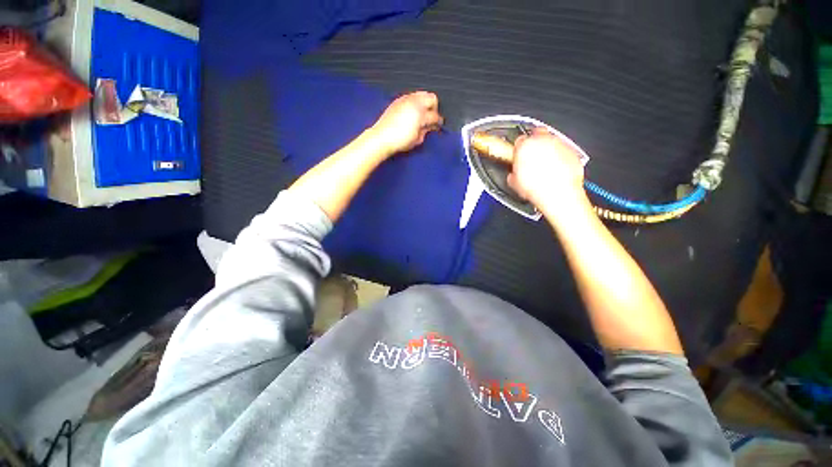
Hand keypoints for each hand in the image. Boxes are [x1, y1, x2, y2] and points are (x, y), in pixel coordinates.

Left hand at [370, 91, 443, 155]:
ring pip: (421, 94)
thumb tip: (428, 128)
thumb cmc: (399, 141)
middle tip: (431, 117)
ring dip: (424, 103)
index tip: (438, 126)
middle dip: (434, 108)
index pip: (435, 116)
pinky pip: (410, 97)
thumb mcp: (417, 140)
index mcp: (421, 114)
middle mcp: (414, 103)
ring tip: (422, 114)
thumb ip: (425, 132)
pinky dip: (414, 103)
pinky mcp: (397, 101)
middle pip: (432, 98)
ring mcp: (405, 100)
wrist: (382, 137)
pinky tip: (412, 112)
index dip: (438, 122)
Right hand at [507, 128, 585, 210]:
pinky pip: (564, 150)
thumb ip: (513, 173)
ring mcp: (559, 144)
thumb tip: (514, 175)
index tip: (519, 156)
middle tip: (532, 156)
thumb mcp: (515, 183)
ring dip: (548, 149)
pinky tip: (556, 169)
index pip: (519, 140)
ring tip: (544, 165)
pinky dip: (560, 156)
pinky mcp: (572, 151)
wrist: (558, 194)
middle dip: (534, 143)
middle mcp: (543, 140)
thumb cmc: (537, 188)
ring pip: (551, 140)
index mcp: (525, 145)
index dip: (519, 149)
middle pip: (537, 134)